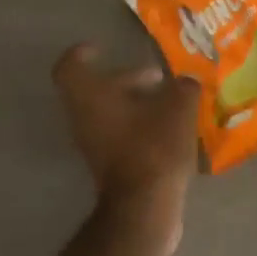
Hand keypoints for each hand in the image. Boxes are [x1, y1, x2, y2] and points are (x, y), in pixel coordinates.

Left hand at [52, 44, 200, 255]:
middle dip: (126, 79)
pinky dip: (140, 126)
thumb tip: (187, 82)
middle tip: (157, 76)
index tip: (101, 48)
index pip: (69, 67)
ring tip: (171, 102)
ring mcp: (94, 145)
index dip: (81, 54)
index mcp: (90, 97)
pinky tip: (172, 129)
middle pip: (96, 90)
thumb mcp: (178, 107)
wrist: (144, 207)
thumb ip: (183, 87)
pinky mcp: (109, 167)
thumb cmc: (153, 147)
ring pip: (110, 114)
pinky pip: (120, 135)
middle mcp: (84, 119)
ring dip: (137, 104)